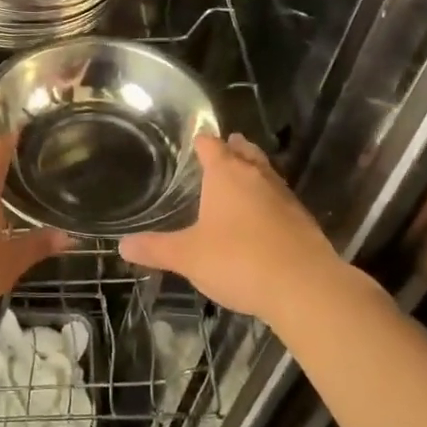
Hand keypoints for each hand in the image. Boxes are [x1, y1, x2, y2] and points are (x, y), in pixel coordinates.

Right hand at [120, 133, 349, 320]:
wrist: (304, 287)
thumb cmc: (238, 260)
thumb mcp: (188, 257)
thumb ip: (156, 249)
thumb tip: (122, 245)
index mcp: (226, 175)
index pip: (212, 146)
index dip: (202, 141)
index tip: (196, 139)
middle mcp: (257, 177)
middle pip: (245, 152)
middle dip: (234, 148)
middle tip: (227, 145)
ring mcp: (284, 197)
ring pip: (266, 173)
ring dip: (255, 171)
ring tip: (244, 174)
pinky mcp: (303, 221)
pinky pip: (280, 200)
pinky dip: (269, 200)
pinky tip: (265, 216)